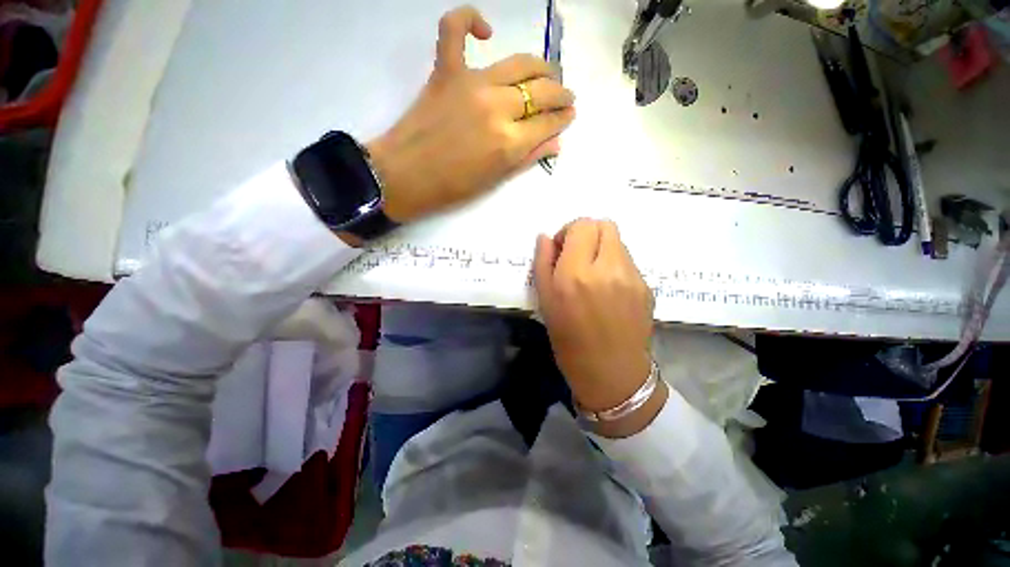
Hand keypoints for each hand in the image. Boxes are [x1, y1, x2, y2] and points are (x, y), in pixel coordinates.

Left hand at [367, 5, 575, 223]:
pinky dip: (469, 20)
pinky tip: (485, 31)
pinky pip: (455, 30)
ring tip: (547, 73)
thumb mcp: (496, 180)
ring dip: (541, 66)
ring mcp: (472, 83)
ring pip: (519, 62)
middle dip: (561, 94)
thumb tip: (555, 143)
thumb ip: (527, 158)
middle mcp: (497, 107)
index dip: (562, 119)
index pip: (548, 123)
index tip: (568, 116)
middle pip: (541, 91)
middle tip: (565, 97)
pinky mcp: (446, 70)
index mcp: (509, 143)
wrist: (406, 175)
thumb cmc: (453, 187)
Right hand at [533, 219, 656, 418]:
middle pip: (605, 224)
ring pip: (618, 242)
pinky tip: (609, 290)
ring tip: (593, 275)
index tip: (561, 250)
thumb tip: (545, 237)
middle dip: (588, 234)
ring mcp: (632, 277)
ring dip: (602, 249)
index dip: (568, 232)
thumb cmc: (569, 341)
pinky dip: (614, 265)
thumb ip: (542, 263)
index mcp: (576, 274)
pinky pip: (628, 261)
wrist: (611, 373)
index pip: (581, 225)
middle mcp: (607, 269)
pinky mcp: (647, 287)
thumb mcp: (545, 302)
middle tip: (577, 256)